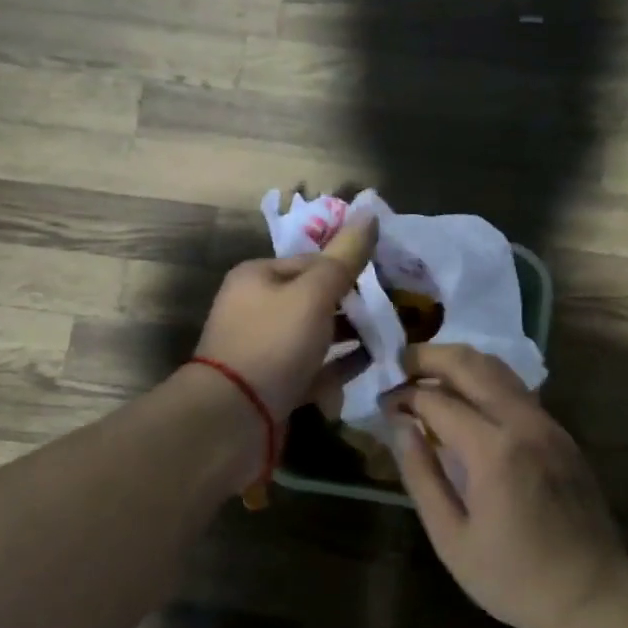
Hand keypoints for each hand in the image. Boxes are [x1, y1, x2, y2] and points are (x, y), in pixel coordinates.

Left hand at [193, 215, 378, 422]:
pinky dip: (340, 364)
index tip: (386, 278)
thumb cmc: (274, 343)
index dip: (348, 267)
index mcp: (258, 277)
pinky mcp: (274, 383)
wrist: (234, 418)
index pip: (312, 260)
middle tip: (393, 310)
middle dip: (352, 304)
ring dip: (349, 334)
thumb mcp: (314, 293)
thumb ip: (344, 256)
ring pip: (315, 334)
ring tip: (389, 336)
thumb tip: (369, 210)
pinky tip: (370, 364)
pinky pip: (315, 368)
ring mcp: (265, 349)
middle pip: (314, 298)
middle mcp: (257, 308)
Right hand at [386, 344, 627, 627]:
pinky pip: (516, 389)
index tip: (381, 403)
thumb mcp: (452, 539)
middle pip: (471, 364)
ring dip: (458, 363)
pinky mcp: (561, 432)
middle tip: (398, 364)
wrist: (593, 594)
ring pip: (498, 368)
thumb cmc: (514, 578)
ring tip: (426, 374)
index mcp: (493, 451)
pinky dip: (484, 380)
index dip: (403, 396)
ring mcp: (548, 424)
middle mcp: (523, 423)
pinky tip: (465, 399)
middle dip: (429, 356)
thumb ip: (422, 476)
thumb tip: (399, 426)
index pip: (437, 400)